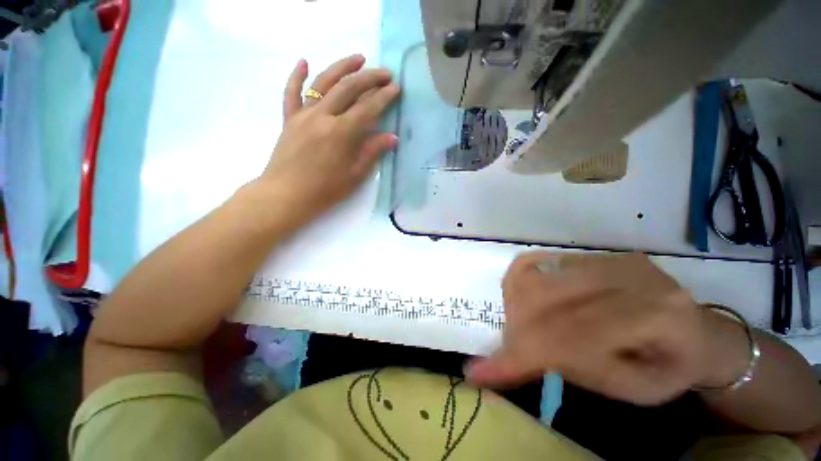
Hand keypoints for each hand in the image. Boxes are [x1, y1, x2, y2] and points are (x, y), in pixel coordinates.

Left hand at [255, 54, 399, 225]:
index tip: (395, 88)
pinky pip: (291, 93)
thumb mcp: (354, 175)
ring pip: (323, 83)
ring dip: (341, 67)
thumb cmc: (325, 190)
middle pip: (348, 89)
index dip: (383, 97)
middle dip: (369, 78)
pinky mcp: (289, 119)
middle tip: (385, 73)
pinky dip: (297, 76)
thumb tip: (392, 137)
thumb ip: (372, 152)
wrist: (287, 195)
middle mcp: (322, 117)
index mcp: (341, 133)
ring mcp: (303, 115)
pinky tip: (304, 62)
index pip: (367, 108)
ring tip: (358, 59)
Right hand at [466, 252, 748, 405]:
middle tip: (508, 350)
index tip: (478, 372)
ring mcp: (606, 258)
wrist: (697, 330)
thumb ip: (577, 370)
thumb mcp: (635, 390)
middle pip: (545, 300)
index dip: (521, 354)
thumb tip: (516, 355)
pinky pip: (537, 261)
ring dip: (516, 308)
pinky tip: (526, 300)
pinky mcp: (591, 253)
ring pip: (535, 278)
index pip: (573, 335)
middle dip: (516, 330)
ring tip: (522, 328)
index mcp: (657, 317)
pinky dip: (520, 283)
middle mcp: (629, 276)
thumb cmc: (671, 368)